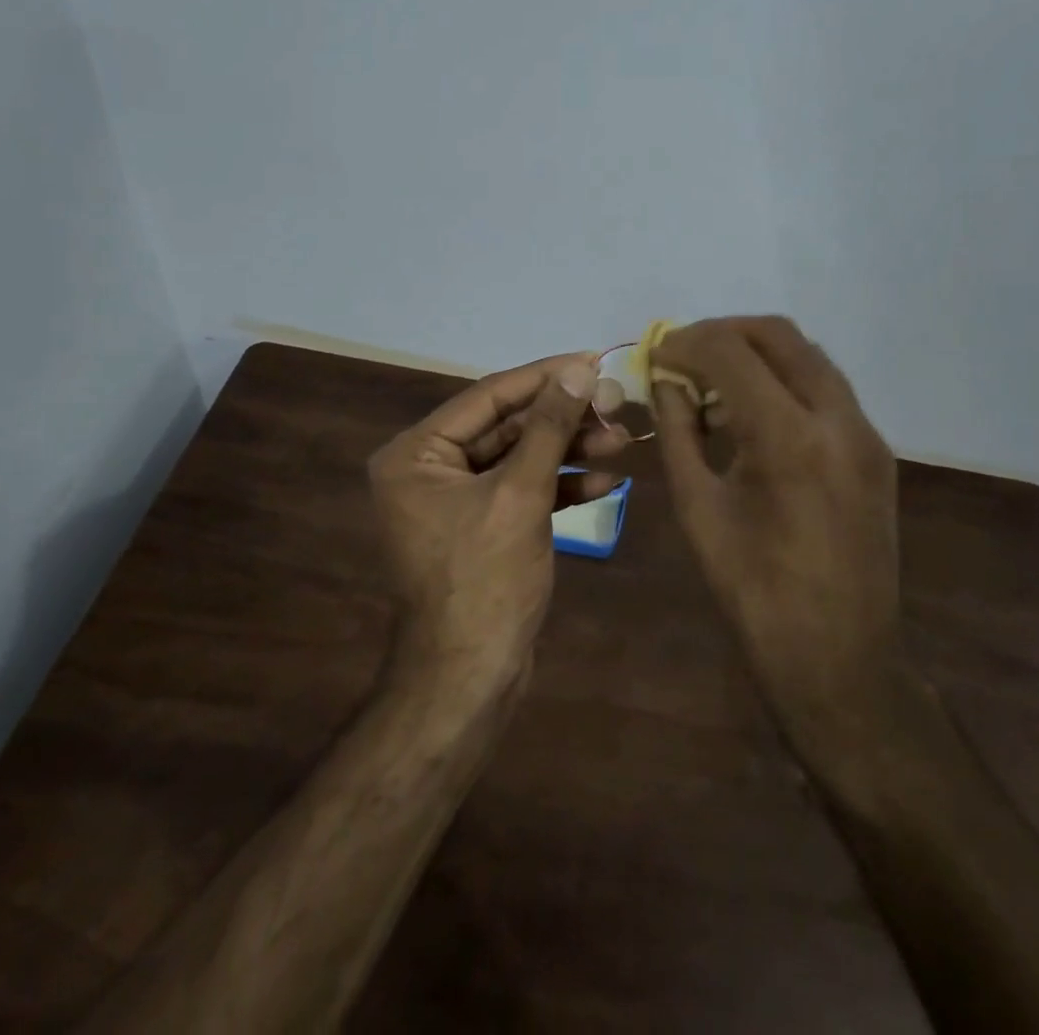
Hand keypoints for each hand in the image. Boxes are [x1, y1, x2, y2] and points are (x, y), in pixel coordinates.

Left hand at [369, 354, 626, 690]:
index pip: (488, 397)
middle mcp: (429, 469)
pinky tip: (604, 482)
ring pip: (520, 458)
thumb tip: (579, 370)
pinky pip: (522, 491)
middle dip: (564, 418)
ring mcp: (456, 500)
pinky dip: (560, 485)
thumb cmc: (485, 580)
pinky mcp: (482, 526)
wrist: (471, 679)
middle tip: (617, 405)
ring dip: (568, 450)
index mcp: (416, 453)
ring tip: (622, 439)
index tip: (593, 360)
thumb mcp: (520, 494)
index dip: (544, 377)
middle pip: (506, 426)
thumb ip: (548, 427)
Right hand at [652, 317, 903, 739]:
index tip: (656, 354)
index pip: (731, 352)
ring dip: (756, 354)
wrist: (838, 657)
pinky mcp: (876, 451)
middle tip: (684, 355)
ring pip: (808, 356)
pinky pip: (826, 389)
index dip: (686, 343)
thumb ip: (678, 431)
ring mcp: (866, 433)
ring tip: (713, 386)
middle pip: (779, 334)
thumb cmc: (753, 591)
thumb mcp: (697, 507)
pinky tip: (752, 416)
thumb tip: (665, 382)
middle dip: (724, 333)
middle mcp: (839, 419)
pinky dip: (784, 382)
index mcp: (789, 438)